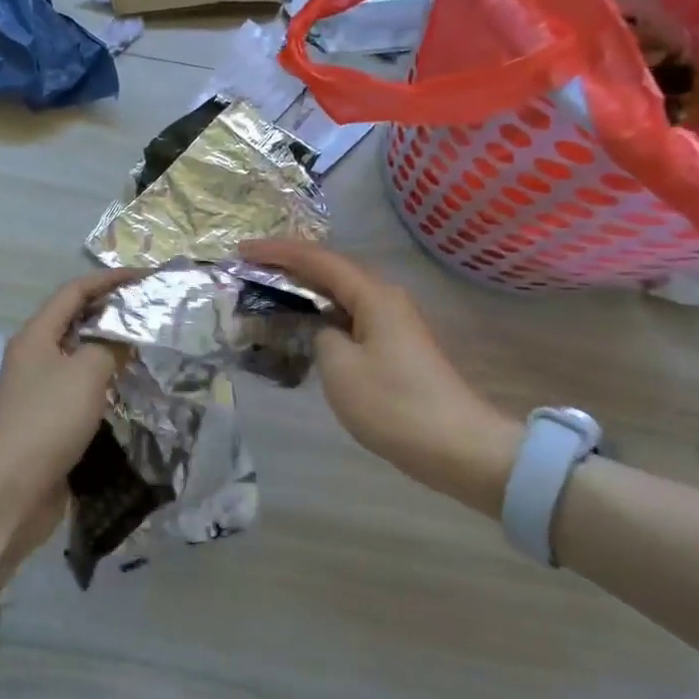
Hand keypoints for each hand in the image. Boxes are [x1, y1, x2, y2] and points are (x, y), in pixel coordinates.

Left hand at [0, 268, 134, 558]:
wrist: (9, 494)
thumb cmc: (46, 422)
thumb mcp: (86, 374)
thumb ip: (110, 346)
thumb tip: (125, 335)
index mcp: (35, 335)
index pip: (74, 291)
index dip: (109, 279)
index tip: (145, 278)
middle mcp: (34, 356)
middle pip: (75, 320)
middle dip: (112, 311)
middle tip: (151, 311)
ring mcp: (39, 390)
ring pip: (79, 356)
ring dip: (110, 347)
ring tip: (148, 346)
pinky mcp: (47, 420)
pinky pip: (80, 387)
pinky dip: (104, 380)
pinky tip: (129, 388)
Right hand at [242, 239, 521, 516]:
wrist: (458, 447)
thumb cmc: (394, 404)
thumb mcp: (340, 368)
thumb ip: (320, 336)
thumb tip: (325, 330)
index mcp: (373, 294)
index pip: (317, 260)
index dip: (277, 252)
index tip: (240, 251)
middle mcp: (385, 297)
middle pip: (330, 269)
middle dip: (288, 266)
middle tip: (249, 269)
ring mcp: (393, 321)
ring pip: (340, 293)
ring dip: (304, 289)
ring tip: (268, 290)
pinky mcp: (395, 344)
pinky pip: (349, 314)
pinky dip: (321, 312)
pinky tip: (303, 324)